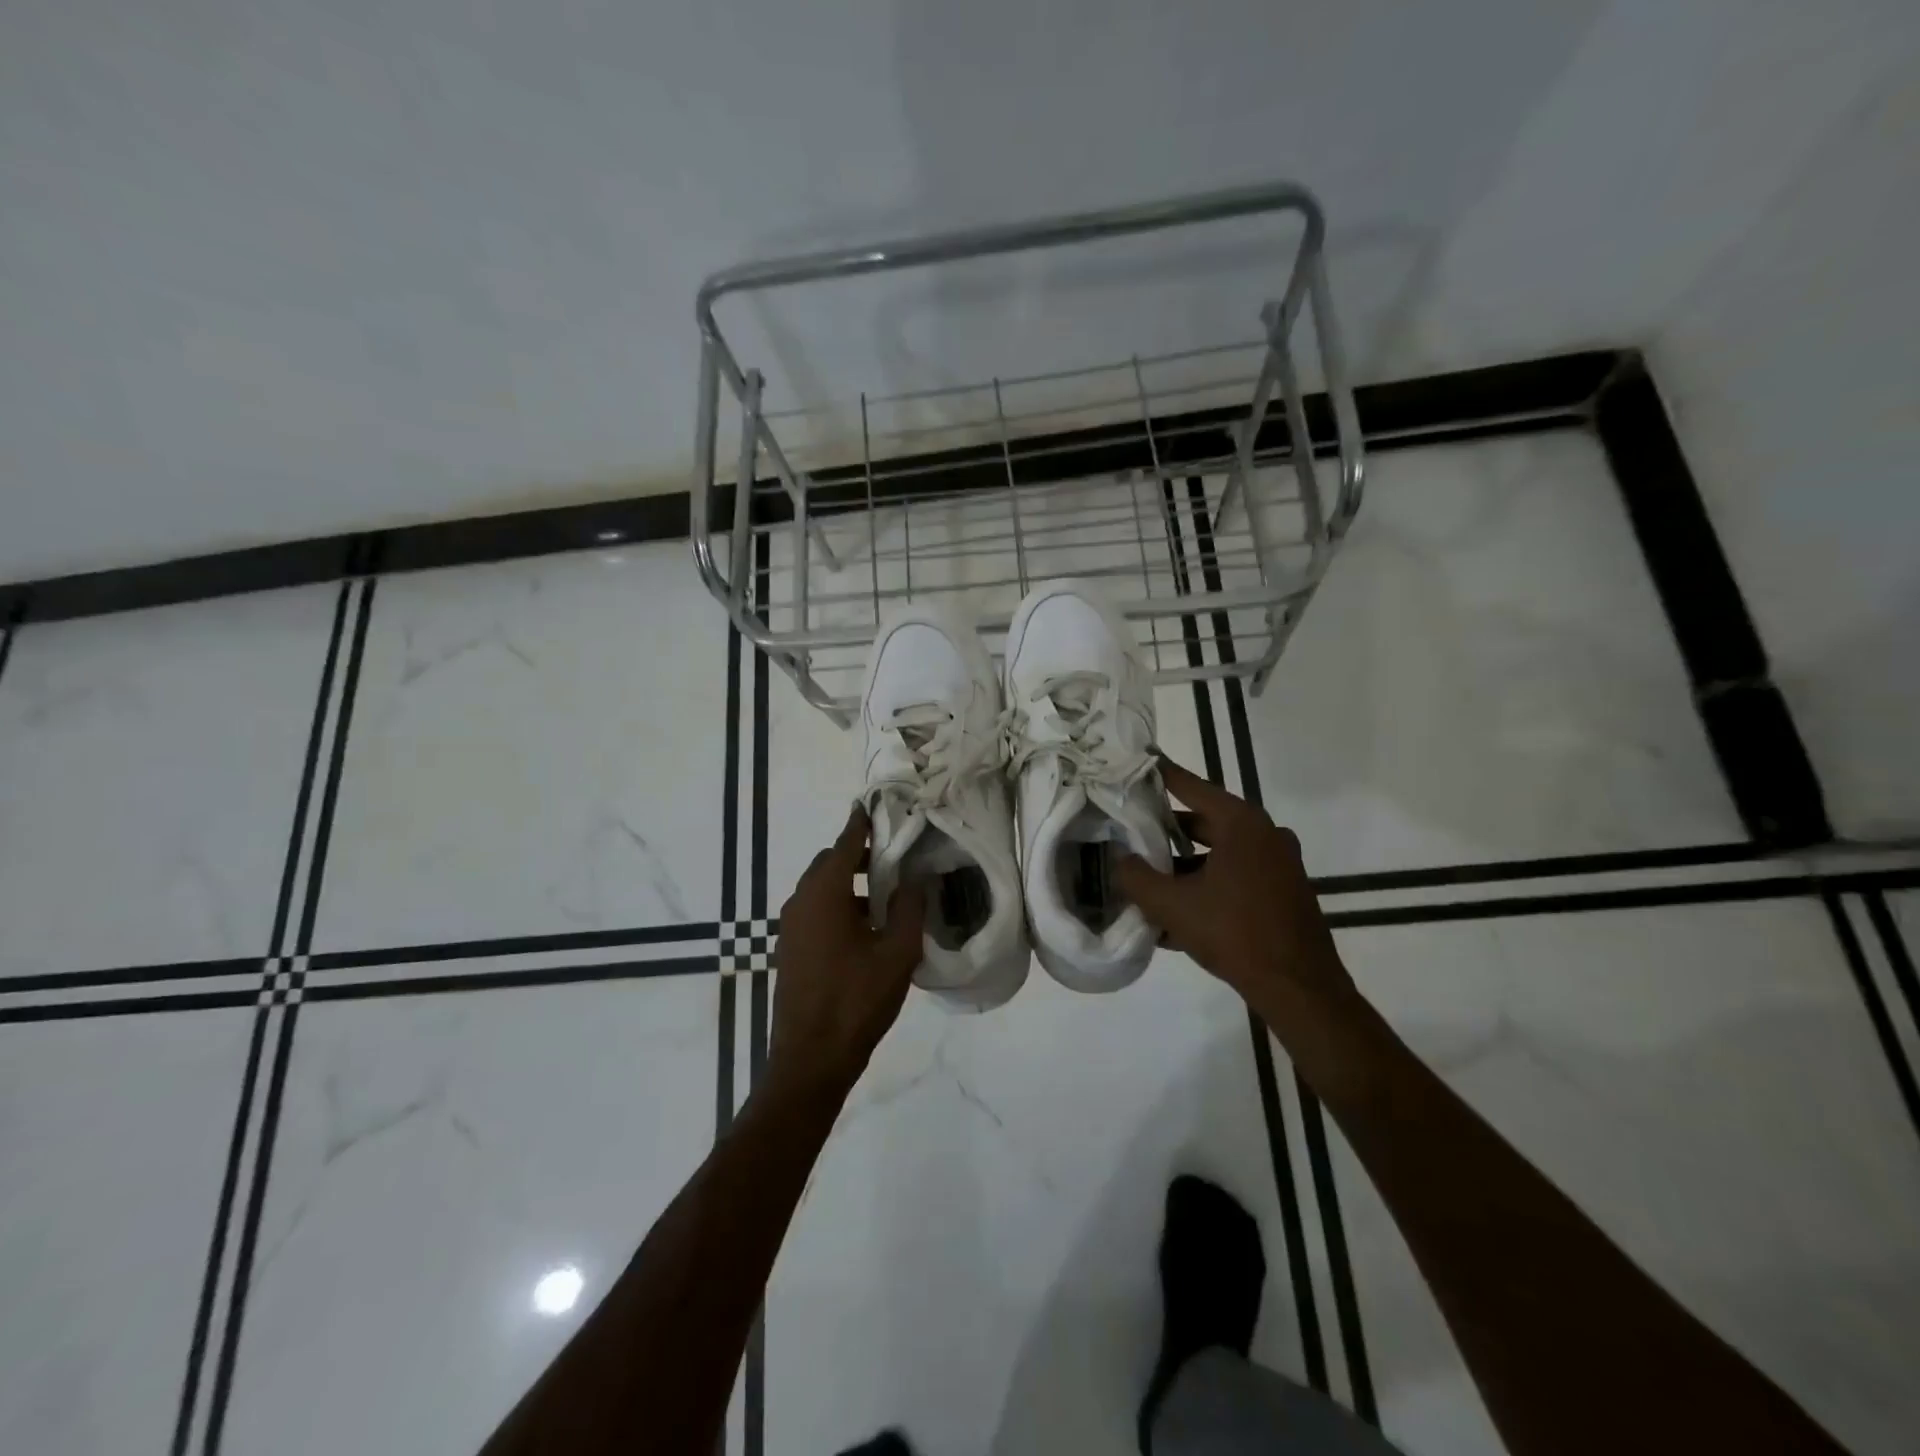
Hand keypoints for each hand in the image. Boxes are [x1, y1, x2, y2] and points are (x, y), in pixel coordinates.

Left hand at [768, 804, 926, 1097]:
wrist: (810, 1059)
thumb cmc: (856, 1001)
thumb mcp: (897, 954)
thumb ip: (910, 909)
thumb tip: (916, 877)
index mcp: (824, 894)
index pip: (845, 843)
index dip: (862, 823)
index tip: (877, 807)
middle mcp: (800, 902)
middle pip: (830, 862)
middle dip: (859, 855)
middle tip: (894, 858)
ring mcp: (790, 926)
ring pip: (820, 887)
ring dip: (849, 882)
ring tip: (886, 895)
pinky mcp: (790, 948)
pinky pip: (815, 910)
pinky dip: (838, 904)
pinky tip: (866, 927)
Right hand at [1117, 759, 1353, 1019]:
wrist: (1299, 989)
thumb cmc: (1234, 933)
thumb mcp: (1172, 905)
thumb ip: (1136, 876)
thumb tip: (1120, 859)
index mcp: (1242, 824)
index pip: (1192, 787)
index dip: (1162, 775)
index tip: (1139, 760)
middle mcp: (1265, 834)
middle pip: (1204, 821)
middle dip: (1166, 830)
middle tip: (1130, 829)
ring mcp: (1278, 864)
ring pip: (1218, 853)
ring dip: (1183, 866)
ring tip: (1146, 880)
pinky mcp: (1283, 891)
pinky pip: (1235, 877)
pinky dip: (1206, 886)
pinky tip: (1175, 915)